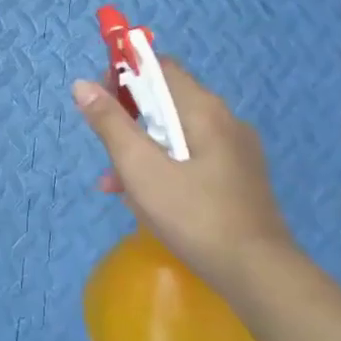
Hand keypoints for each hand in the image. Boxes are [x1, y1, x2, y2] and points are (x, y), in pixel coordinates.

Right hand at [71, 59, 297, 284]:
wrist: (258, 274)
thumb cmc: (193, 215)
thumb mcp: (140, 168)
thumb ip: (110, 124)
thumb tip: (82, 84)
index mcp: (203, 109)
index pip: (160, 67)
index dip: (126, 74)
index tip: (101, 102)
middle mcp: (225, 120)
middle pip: (167, 101)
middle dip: (130, 120)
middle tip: (106, 151)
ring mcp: (236, 151)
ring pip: (177, 135)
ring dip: (142, 150)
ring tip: (115, 185)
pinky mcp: (239, 179)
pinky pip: (193, 158)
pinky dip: (165, 167)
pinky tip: (145, 201)